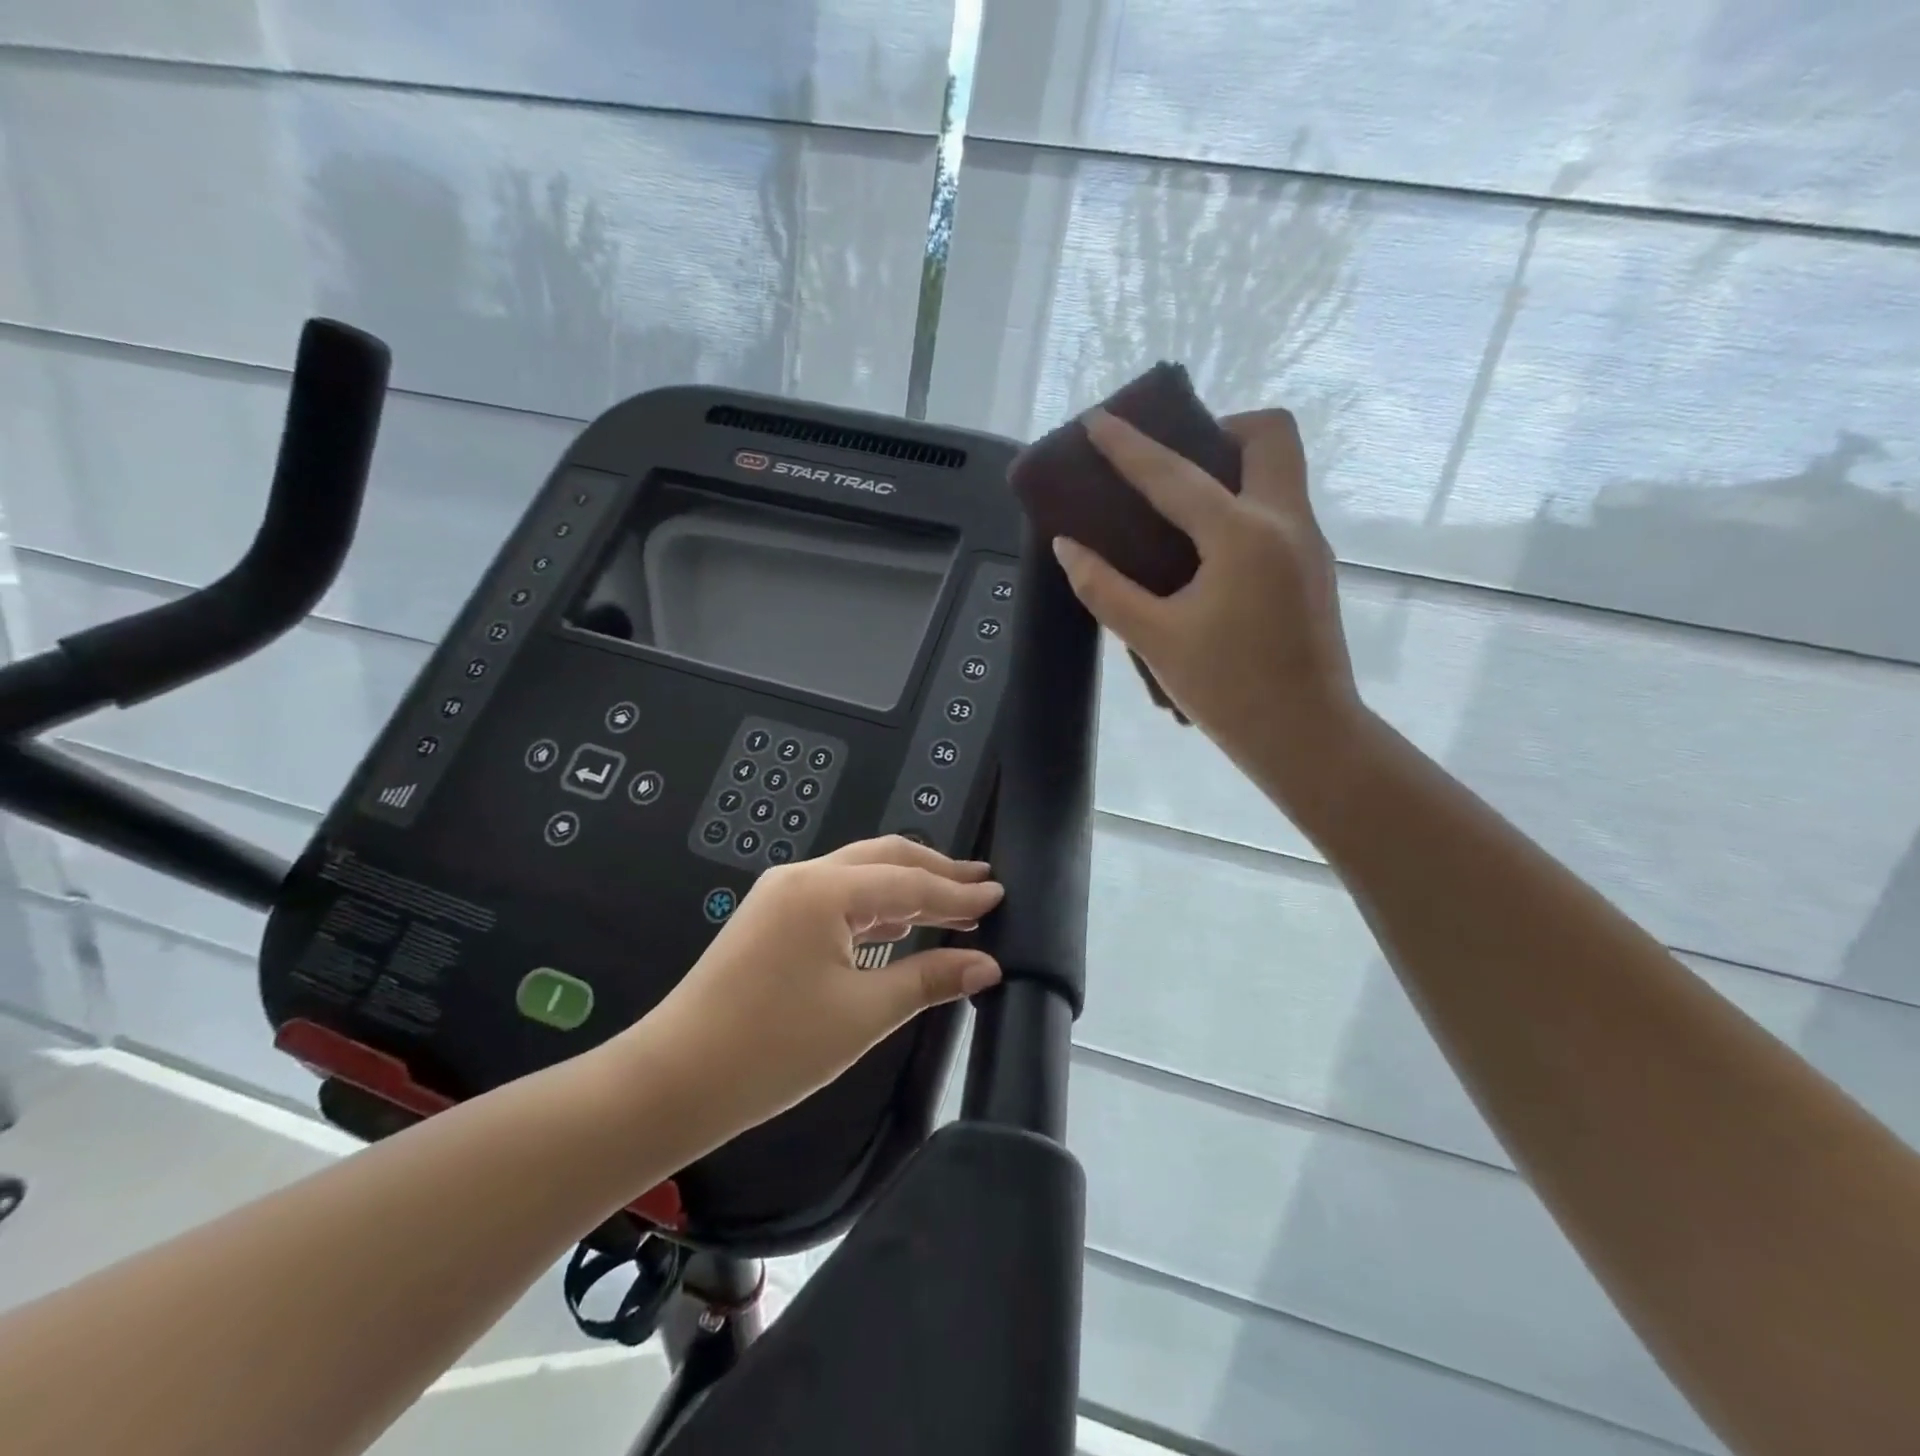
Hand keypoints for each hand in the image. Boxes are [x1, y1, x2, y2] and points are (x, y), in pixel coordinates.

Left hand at [621, 836, 1003, 1140]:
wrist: (674, 1080)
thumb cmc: (774, 1048)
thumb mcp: (862, 1014)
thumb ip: (929, 979)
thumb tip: (987, 965)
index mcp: (826, 889)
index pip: (909, 882)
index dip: (958, 892)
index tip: (1000, 893)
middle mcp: (803, 877)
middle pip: (884, 859)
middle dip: (935, 871)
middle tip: (980, 884)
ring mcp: (781, 894)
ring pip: (859, 875)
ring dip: (906, 887)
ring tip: (951, 902)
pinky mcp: (770, 918)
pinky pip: (836, 897)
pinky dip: (875, 905)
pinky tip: (900, 922)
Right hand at [1051, 407, 1365, 803]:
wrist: (1306, 736)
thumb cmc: (1228, 690)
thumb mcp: (1154, 639)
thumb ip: (1105, 589)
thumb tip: (1068, 548)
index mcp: (1242, 535)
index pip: (1174, 475)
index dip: (1129, 446)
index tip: (1098, 420)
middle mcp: (1285, 521)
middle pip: (1269, 435)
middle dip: (1219, 429)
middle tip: (1174, 465)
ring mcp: (1308, 542)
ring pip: (1280, 469)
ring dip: (1233, 466)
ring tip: (1181, 507)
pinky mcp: (1313, 567)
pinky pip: (1279, 507)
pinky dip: (1242, 504)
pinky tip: (1207, 552)